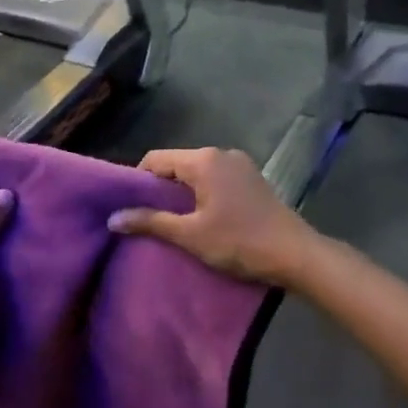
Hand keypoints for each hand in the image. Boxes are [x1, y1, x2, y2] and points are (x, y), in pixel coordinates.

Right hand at [107, 147, 317, 284]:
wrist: (294, 254)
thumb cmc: (238, 242)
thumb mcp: (189, 234)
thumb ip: (150, 222)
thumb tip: (113, 218)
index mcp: (203, 160)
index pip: (156, 159)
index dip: (137, 181)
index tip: (130, 207)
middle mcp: (221, 154)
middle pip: (177, 164)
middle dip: (159, 189)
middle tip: (147, 218)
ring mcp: (240, 165)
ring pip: (197, 173)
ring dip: (181, 193)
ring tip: (171, 222)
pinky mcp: (252, 179)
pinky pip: (215, 180)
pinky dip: (201, 194)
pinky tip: (200, 218)